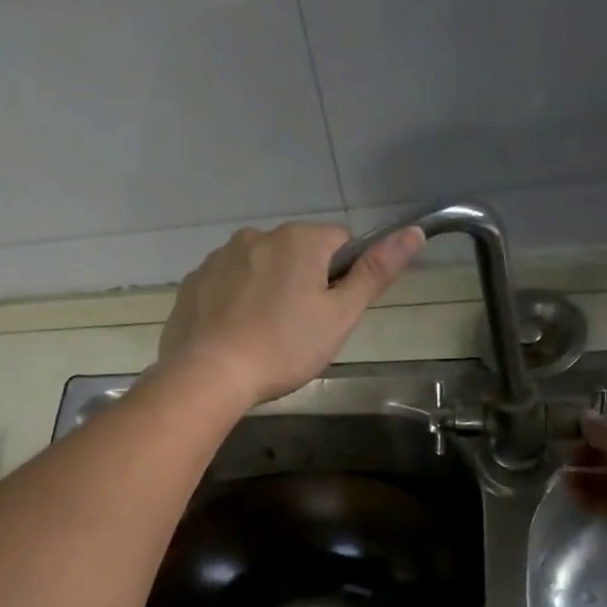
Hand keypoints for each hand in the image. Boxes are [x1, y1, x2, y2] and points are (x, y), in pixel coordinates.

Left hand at [158, 222, 423, 406]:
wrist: (209, 374)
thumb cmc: (283, 347)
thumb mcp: (339, 316)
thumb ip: (375, 273)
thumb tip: (413, 232)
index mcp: (299, 239)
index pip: (338, 243)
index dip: (341, 278)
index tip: (328, 314)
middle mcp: (257, 235)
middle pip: (296, 254)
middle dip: (301, 283)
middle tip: (297, 331)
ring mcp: (219, 257)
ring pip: (259, 268)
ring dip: (266, 290)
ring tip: (262, 336)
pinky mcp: (194, 281)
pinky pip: (226, 284)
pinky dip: (233, 302)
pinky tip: (233, 335)